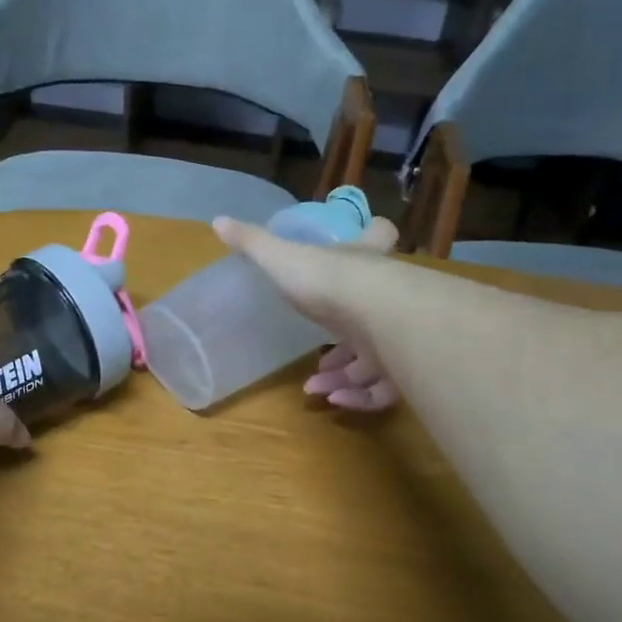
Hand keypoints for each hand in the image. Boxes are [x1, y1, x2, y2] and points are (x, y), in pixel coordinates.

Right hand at [212, 214, 409, 411]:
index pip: (379, 235)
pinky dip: (359, 398)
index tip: (372, 232)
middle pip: (374, 310)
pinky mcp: (405, 368)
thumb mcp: (282, 258)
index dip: (375, 234)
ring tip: (316, 387)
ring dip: (344, 377)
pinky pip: (383, 389)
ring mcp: (399, 332)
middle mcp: (386, 295)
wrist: (380, 315)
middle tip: (321, 360)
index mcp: (362, 262)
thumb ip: (252, 244)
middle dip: (345, 340)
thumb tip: (217, 221)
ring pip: (375, 358)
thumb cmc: (329, 280)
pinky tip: (333, 400)